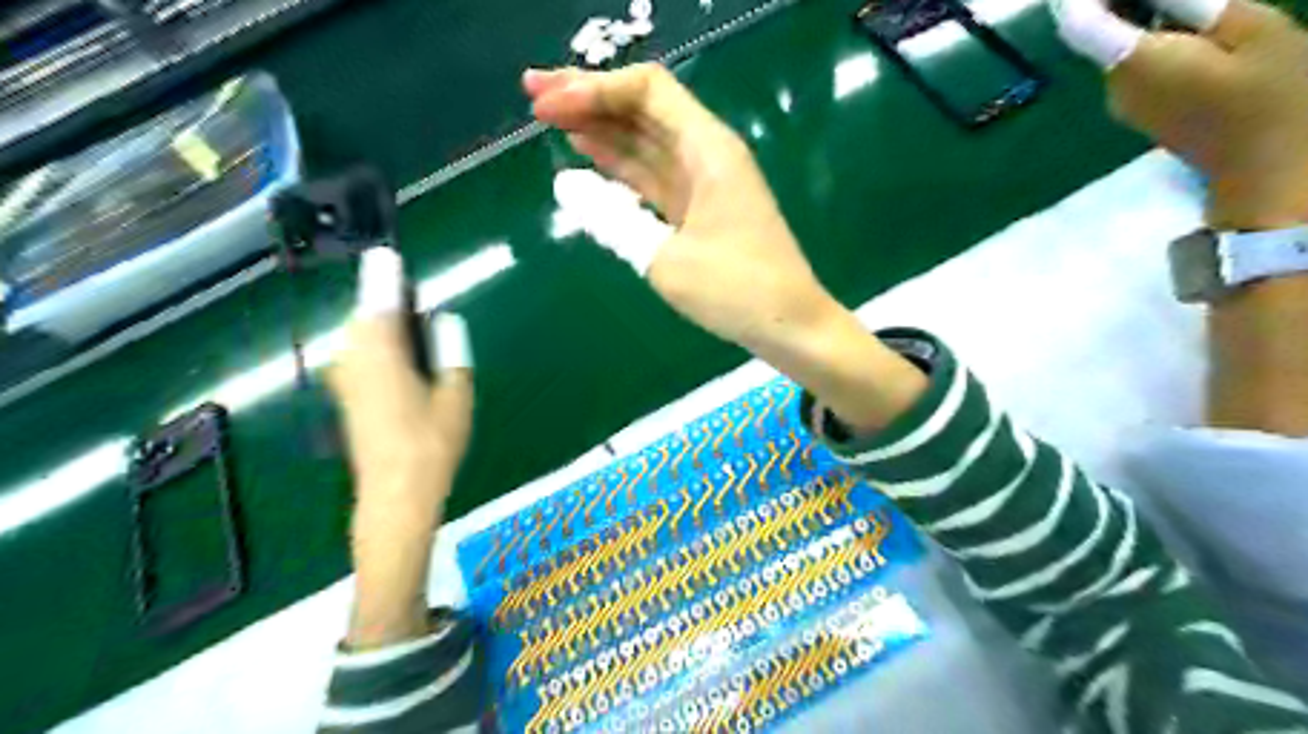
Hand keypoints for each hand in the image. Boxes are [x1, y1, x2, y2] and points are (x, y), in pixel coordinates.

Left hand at [327, 249, 475, 525]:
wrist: (394, 495)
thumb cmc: (431, 444)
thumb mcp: (455, 395)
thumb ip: (450, 351)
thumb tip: (444, 321)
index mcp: (383, 355)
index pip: (381, 303)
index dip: (385, 277)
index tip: (386, 254)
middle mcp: (355, 360)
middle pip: (366, 316)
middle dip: (385, 300)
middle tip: (413, 299)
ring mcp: (347, 379)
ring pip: (360, 335)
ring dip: (381, 323)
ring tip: (413, 326)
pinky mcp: (347, 395)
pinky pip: (359, 353)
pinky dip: (376, 342)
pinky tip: (400, 356)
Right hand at [524, 67, 929, 432]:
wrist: (789, 325)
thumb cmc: (735, 290)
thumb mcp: (665, 258)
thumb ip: (612, 219)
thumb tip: (567, 186)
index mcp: (707, 149)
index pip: (646, 91)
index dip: (592, 88)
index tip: (545, 105)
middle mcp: (707, 153)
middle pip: (643, 108)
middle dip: (589, 97)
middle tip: (533, 95)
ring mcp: (704, 182)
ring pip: (646, 142)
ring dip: (601, 128)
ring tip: (549, 119)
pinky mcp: (699, 209)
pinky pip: (654, 176)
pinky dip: (621, 167)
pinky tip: (590, 157)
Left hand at [1102, 1, 1307, 228]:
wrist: (1268, 170)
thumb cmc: (1273, 97)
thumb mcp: (1252, 29)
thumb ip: (1195, 3)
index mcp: (1133, 64)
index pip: (1081, 24)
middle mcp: (1114, 86)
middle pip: (1102, 31)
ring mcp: (1125, 103)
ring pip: (1123, 46)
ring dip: (1148, 14)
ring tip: (1194, 6)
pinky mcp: (1143, 110)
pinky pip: (1139, 63)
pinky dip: (1158, 37)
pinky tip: (1194, 25)